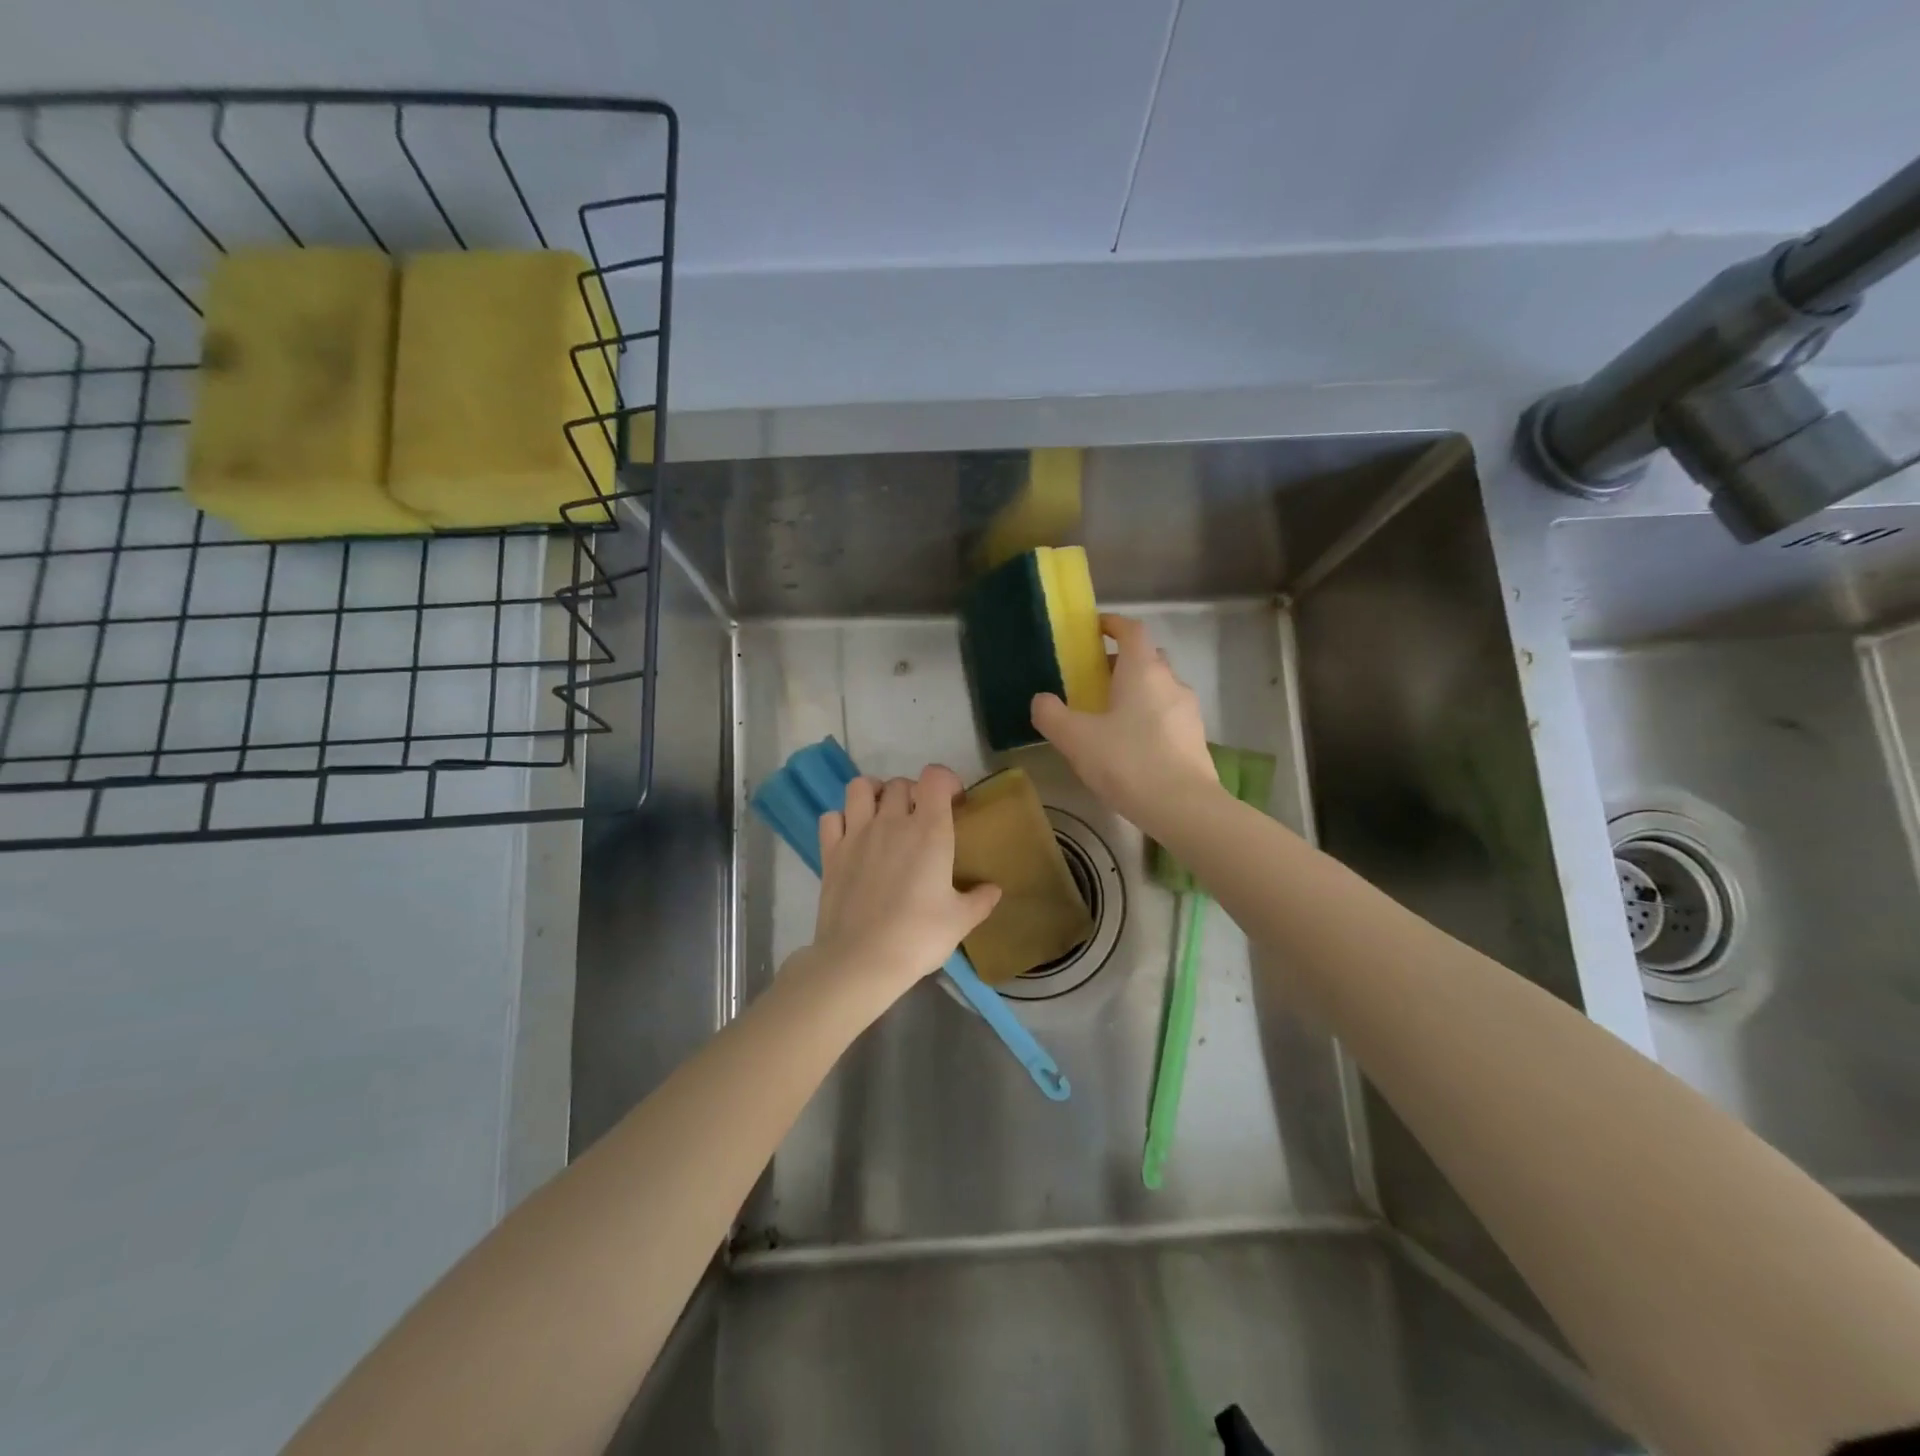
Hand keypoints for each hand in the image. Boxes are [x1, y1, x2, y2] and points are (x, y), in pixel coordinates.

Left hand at [801, 764, 1001, 1003]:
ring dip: (874, 793)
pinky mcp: (830, 852)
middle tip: (921, 818)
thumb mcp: (960, 921)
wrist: (861, 960)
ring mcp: (856, 834)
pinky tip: (852, 836)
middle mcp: (891, 822)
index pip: (935, 777)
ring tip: (883, 814)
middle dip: (914, 793)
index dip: (946, 781)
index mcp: (929, 831)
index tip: (954, 802)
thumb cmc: (918, 937)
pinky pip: (831, 817)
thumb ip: (980, 900)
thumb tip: (994, 889)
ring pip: (860, 787)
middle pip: (900, 783)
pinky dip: (842, 819)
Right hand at [1031, 614, 1218, 837]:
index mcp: (1142, 670)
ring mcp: (1188, 710)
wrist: (1183, 806)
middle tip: (1095, 680)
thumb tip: (1041, 700)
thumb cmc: (1127, 761)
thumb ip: (1051, 715)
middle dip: (1122, 662)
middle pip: (1147, 658)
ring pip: (1160, 688)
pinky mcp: (1195, 739)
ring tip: (1111, 717)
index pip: (1131, 630)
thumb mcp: (1076, 739)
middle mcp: (1170, 681)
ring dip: (1137, 693)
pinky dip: (1150, 719)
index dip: (1113, 624)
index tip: (1095, 628)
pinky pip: (1168, 716)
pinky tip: (1132, 746)